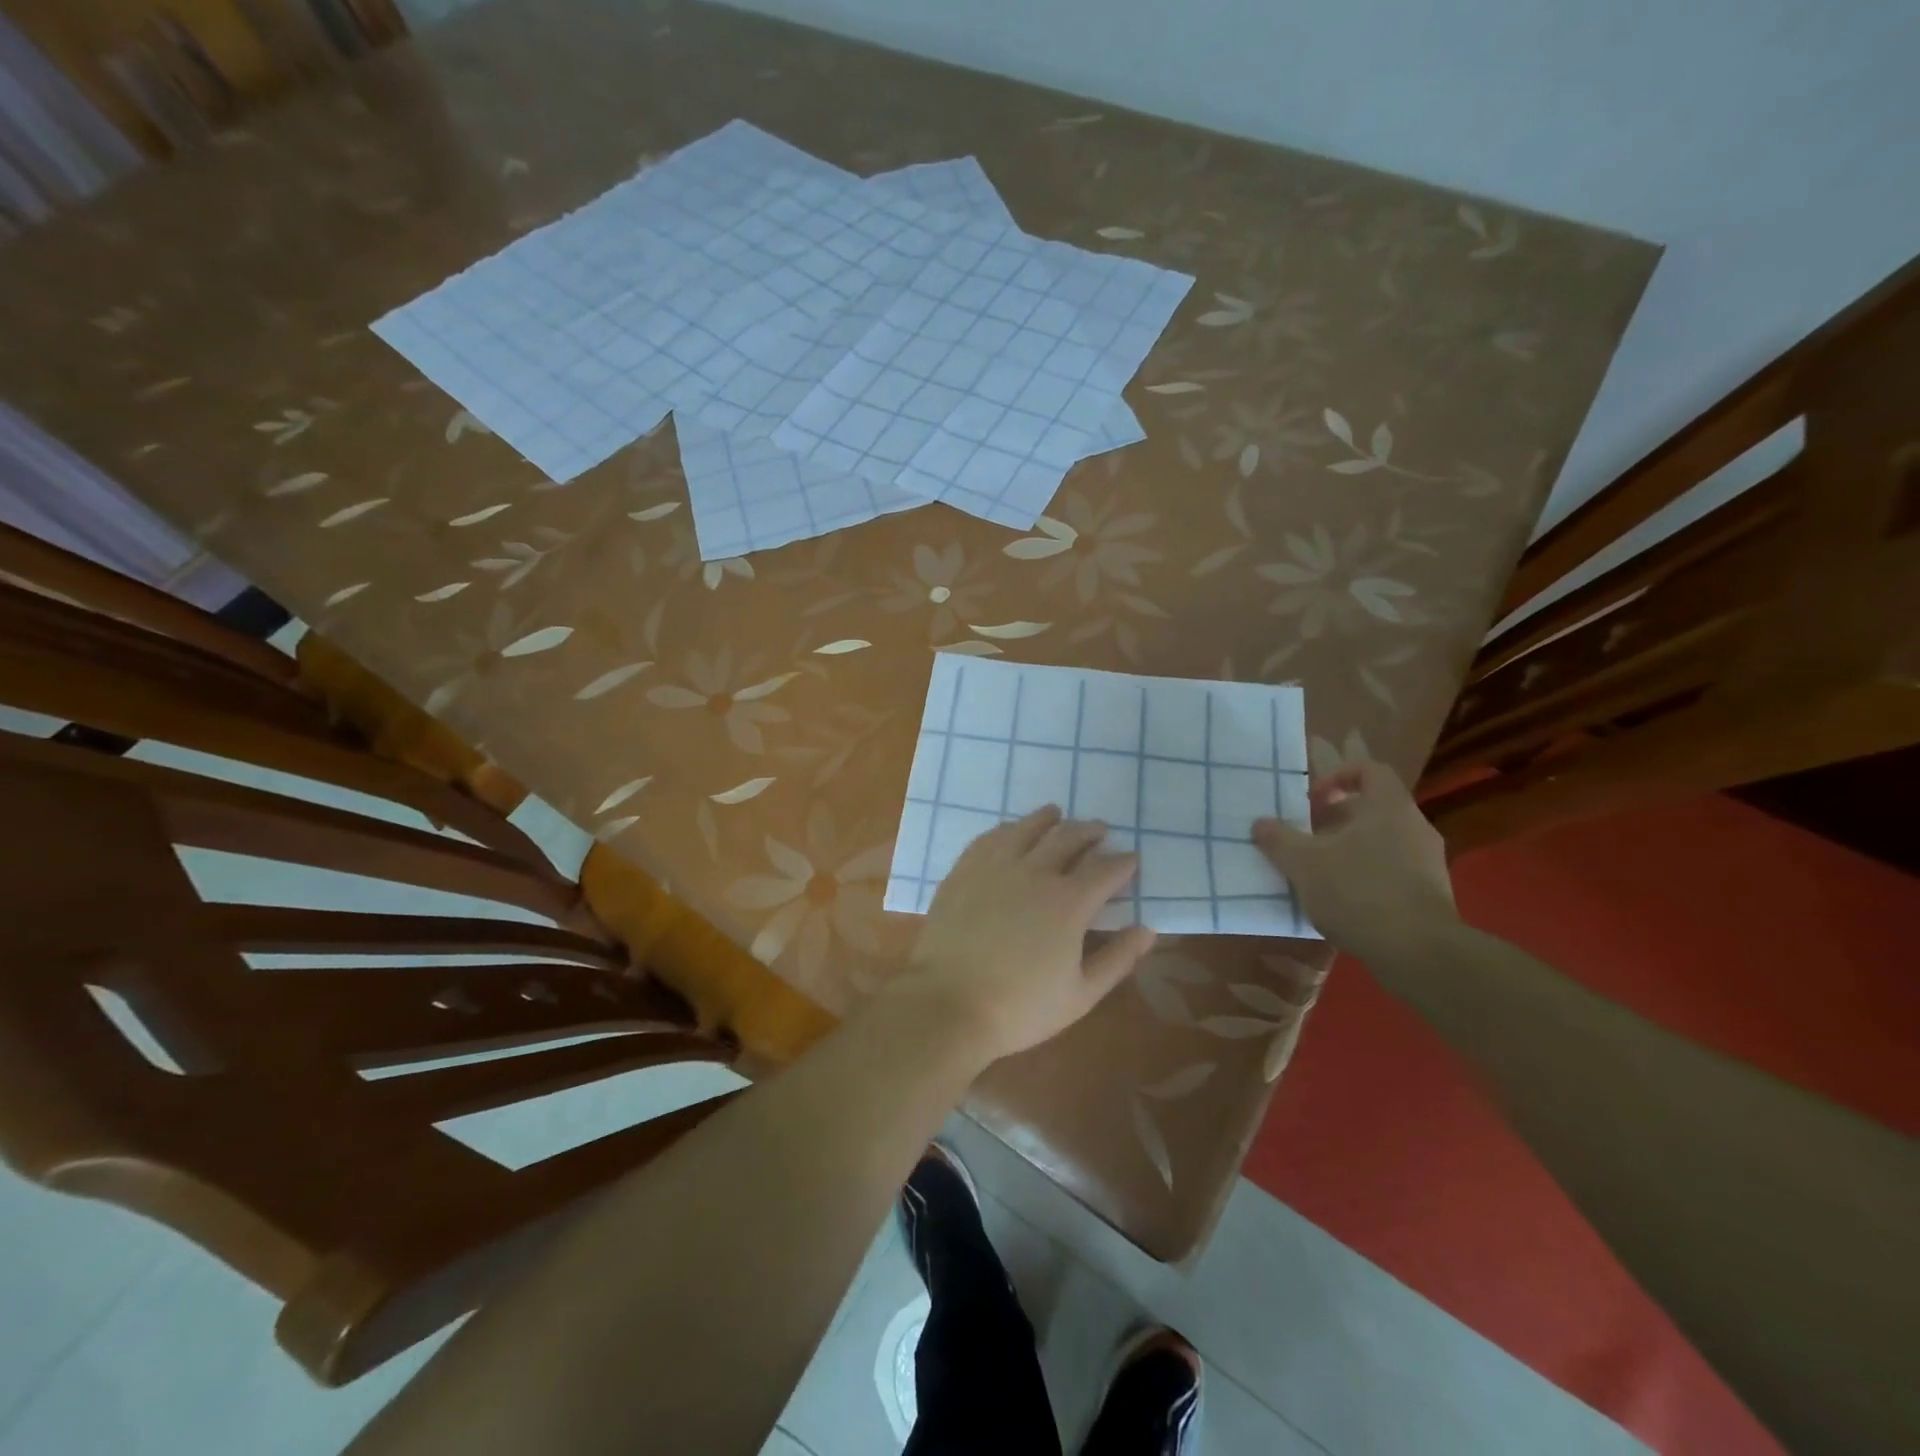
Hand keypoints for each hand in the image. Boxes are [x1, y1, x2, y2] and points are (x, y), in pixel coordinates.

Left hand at [896, 806, 1155, 1062]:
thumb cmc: (1020, 1007)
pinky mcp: (964, 870)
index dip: (1123, 863)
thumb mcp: (1081, 995)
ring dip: (1049, 820)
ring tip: (1057, 815)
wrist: (947, 1003)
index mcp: (1069, 902)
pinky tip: (1011, 831)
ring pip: (1027, 828)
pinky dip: (1009, 829)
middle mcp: (1035, 872)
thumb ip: (1118, 959)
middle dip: (1089, 832)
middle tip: (1100, 830)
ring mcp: (995, 866)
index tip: (1131, 860)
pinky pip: (991, 837)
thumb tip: (1148, 930)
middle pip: (1068, 838)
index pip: (1105, 870)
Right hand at [1253, 761, 1459, 965]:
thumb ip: (1278, 839)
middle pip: (1373, 808)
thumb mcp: (1303, 863)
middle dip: (1336, 820)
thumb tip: (1260, 823)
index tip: (1312, 800)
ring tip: (1320, 871)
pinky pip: (1394, 870)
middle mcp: (1414, 826)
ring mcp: (1428, 861)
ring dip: (1350, 849)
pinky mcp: (1431, 893)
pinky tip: (1344, 901)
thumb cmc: (1358, 892)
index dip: (1338, 776)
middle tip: (1307, 837)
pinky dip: (1367, 876)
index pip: (1370, 770)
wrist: (1419, 952)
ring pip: (1383, 841)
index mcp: (1388, 807)